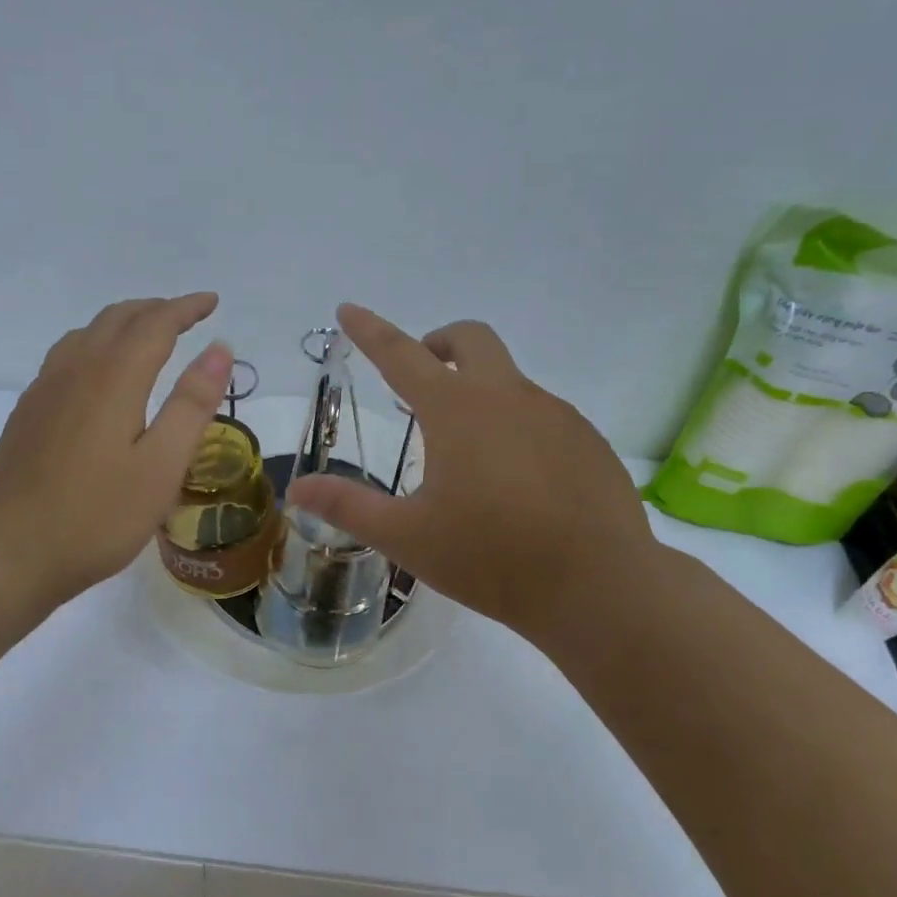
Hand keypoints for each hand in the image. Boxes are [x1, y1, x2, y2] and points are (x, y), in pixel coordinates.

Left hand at [0, 294, 231, 610]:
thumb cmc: (98, 516)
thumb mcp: (162, 466)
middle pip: (117, 318)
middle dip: (156, 309)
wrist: (11, 551)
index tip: (212, 303)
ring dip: (124, 323)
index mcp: (113, 378)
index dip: (186, 308)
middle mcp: (75, 370)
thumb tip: (219, 349)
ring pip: (87, 333)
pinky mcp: (28, 411)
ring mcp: (44, 389)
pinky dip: (96, 344)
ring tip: (148, 336)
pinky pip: (66, 355)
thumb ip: (192, 404)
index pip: (155, 324)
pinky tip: (100, 373)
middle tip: (187, 316)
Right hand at [286, 304, 659, 648]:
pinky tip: (518, 483)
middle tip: (420, 382)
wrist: (598, 587)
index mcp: (456, 410)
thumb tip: (298, 488)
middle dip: (439, 344)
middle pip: (471, 339)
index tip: (349, 310)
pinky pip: (543, 416)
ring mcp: (556, 415)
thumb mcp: (407, 536)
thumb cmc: (491, 558)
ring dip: (479, 394)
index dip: (370, 330)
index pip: (401, 354)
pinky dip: (516, 428)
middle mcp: (508, 396)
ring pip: (509, 381)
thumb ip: (348, 507)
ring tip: (468, 457)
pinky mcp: (588, 440)